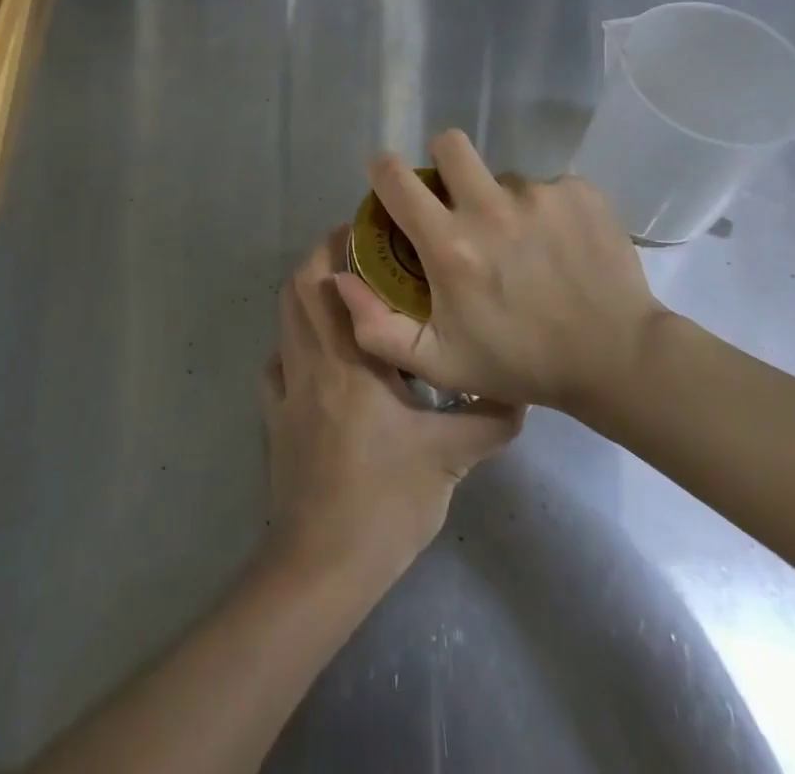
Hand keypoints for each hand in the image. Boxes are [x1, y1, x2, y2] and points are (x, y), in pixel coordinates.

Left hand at [260, 227, 522, 582]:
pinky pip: (274, 363)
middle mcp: (310, 361)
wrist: (324, 564)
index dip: (339, 245)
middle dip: (321, 259)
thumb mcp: (449, 461)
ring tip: (343, 295)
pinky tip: (317, 356)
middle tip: (358, 253)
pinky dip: (291, 344)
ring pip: (283, 319)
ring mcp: (285, 388)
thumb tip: (521, 392)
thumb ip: (488, 421)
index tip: (368, 230)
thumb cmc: (386, 502)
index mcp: (350, 361)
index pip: (330, 282)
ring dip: (305, 295)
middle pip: (297, 288)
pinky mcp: (274, 416)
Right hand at [335, 130, 668, 417]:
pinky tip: (559, 245)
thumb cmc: (520, 363)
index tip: (391, 184)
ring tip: (523, 243)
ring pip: (502, 174)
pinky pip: (547, 186)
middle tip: (457, 196)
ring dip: (502, 199)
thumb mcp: (439, 363)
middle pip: (449, 143)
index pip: (395, 176)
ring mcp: (539, 195)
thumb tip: (340, 278)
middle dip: (443, 161)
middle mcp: (490, 208)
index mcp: (450, 245)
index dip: (384, 172)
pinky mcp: (579, 192)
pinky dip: (546, 209)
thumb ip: (376, 328)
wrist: (618, 359)